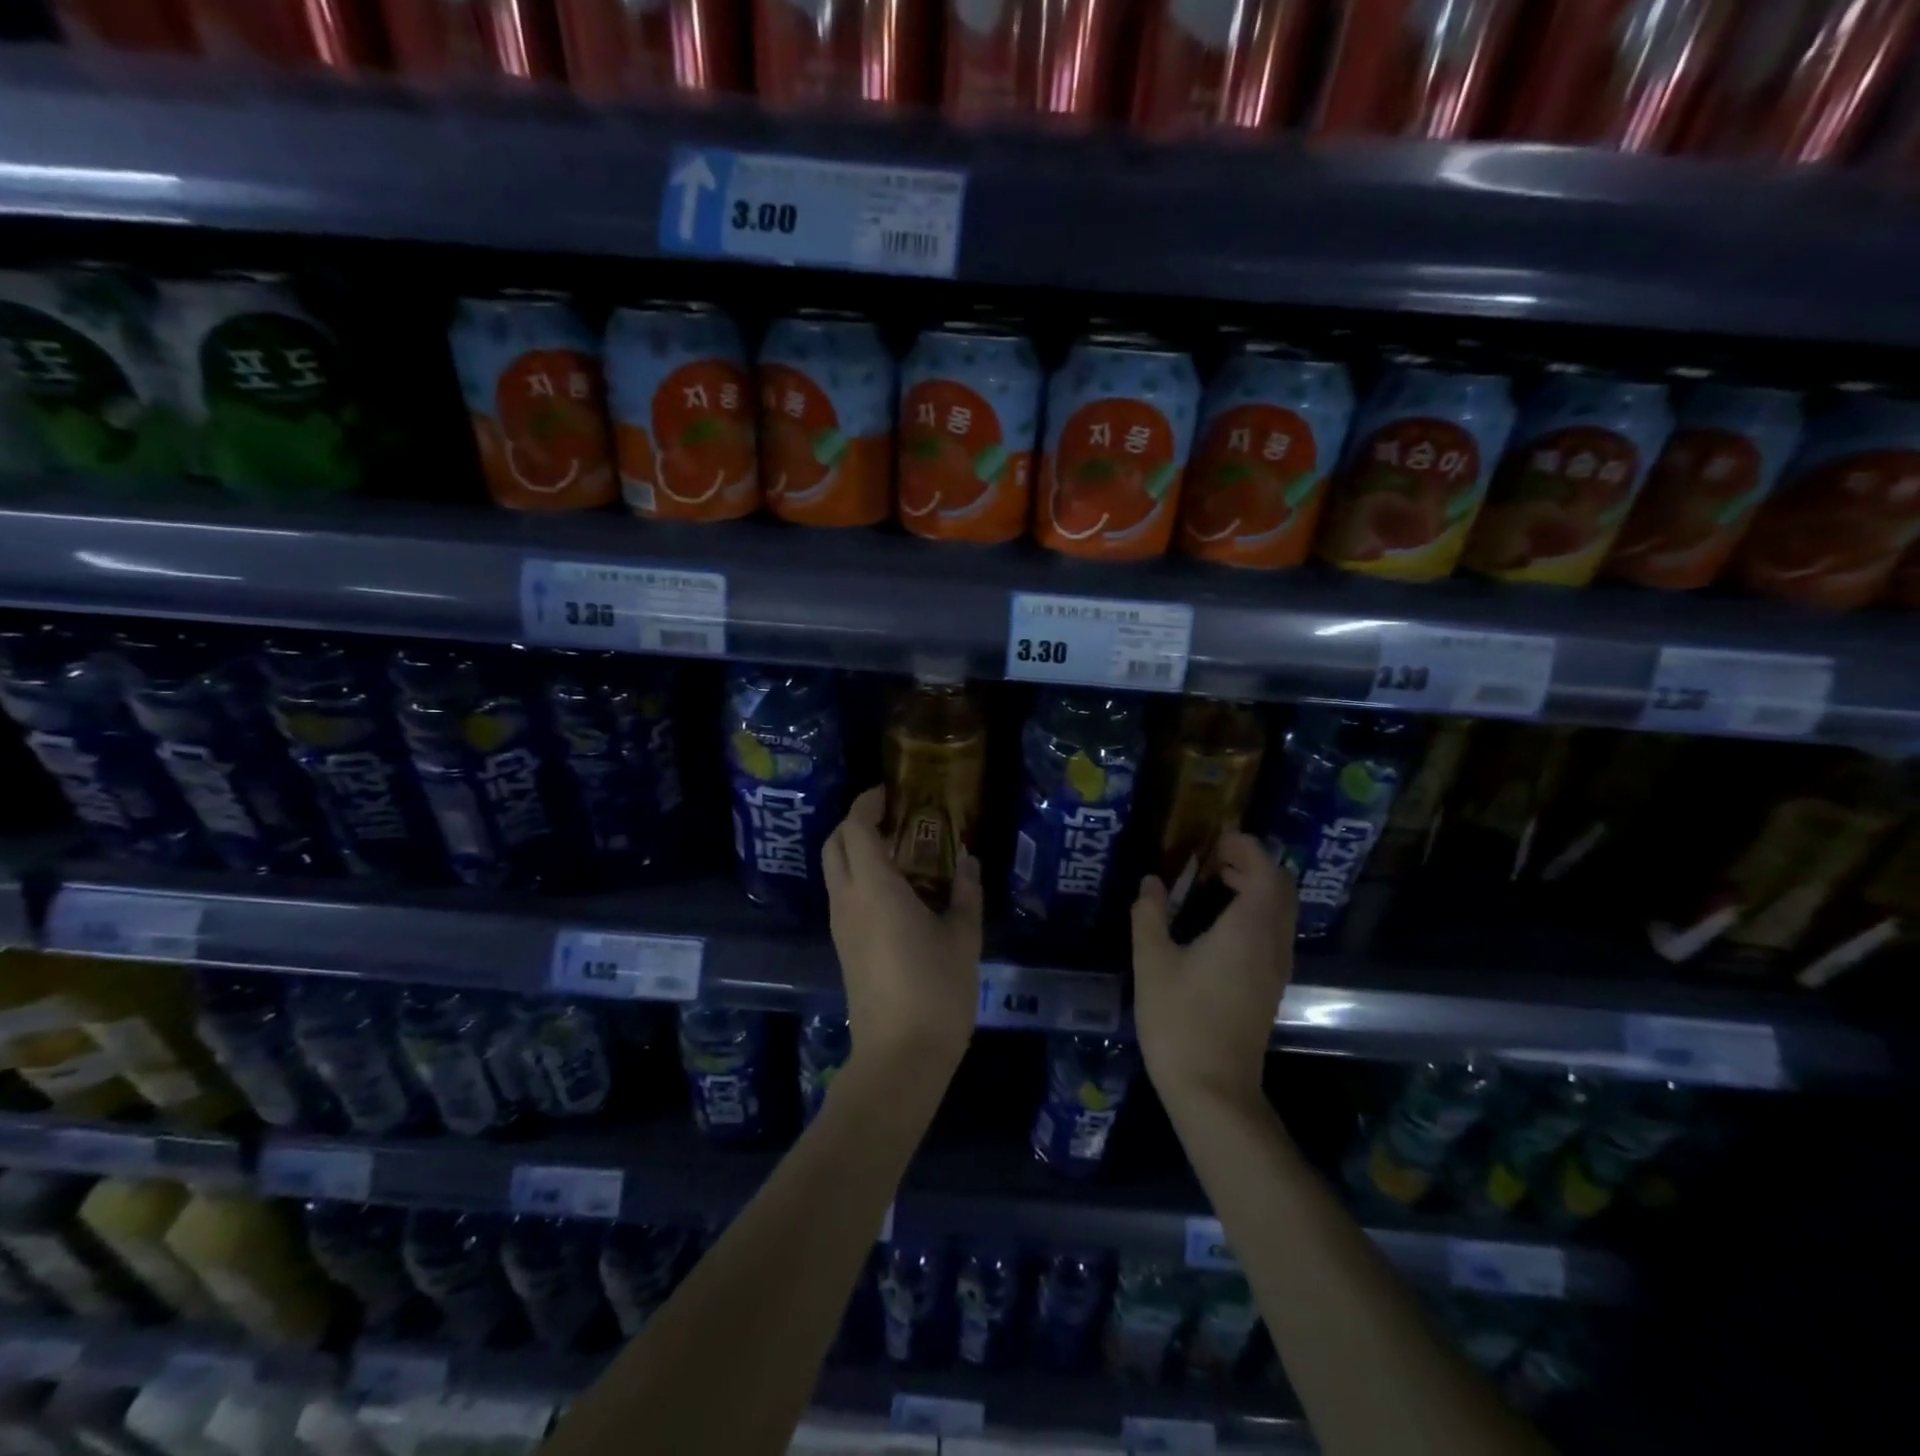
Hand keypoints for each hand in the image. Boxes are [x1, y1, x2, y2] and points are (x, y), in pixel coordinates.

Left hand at [824, 787, 981, 1090]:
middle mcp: (847, 900)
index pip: (855, 827)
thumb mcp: (963, 937)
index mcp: (874, 888)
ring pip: (835, 870)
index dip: (868, 802)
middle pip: (834, 844)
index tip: (892, 793)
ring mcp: (841, 926)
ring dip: (857, 850)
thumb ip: (965, 892)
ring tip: (901, 851)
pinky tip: (897, 890)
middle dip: (856, 822)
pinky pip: (843, 895)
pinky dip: (859, 877)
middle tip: (895, 818)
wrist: (899, 1058)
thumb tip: (967, 860)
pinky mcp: (843, 947)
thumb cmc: (936, 991)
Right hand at [1131, 831, 1296, 1114]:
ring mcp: (1276, 968)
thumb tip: (1152, 882)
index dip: (1246, 847)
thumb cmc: (1179, 1020)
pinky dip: (1256, 911)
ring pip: (1281, 911)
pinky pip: (1274, 932)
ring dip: (1256, 887)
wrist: (1213, 1090)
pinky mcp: (1270, 987)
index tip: (1216, 837)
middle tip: (1213, 856)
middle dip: (1253, 863)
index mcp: (1247, 930)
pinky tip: (1220, 922)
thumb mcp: (1152, 962)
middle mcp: (1272, 943)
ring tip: (1214, 882)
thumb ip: (1150, 915)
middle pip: (1281, 888)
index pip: (1265, 872)